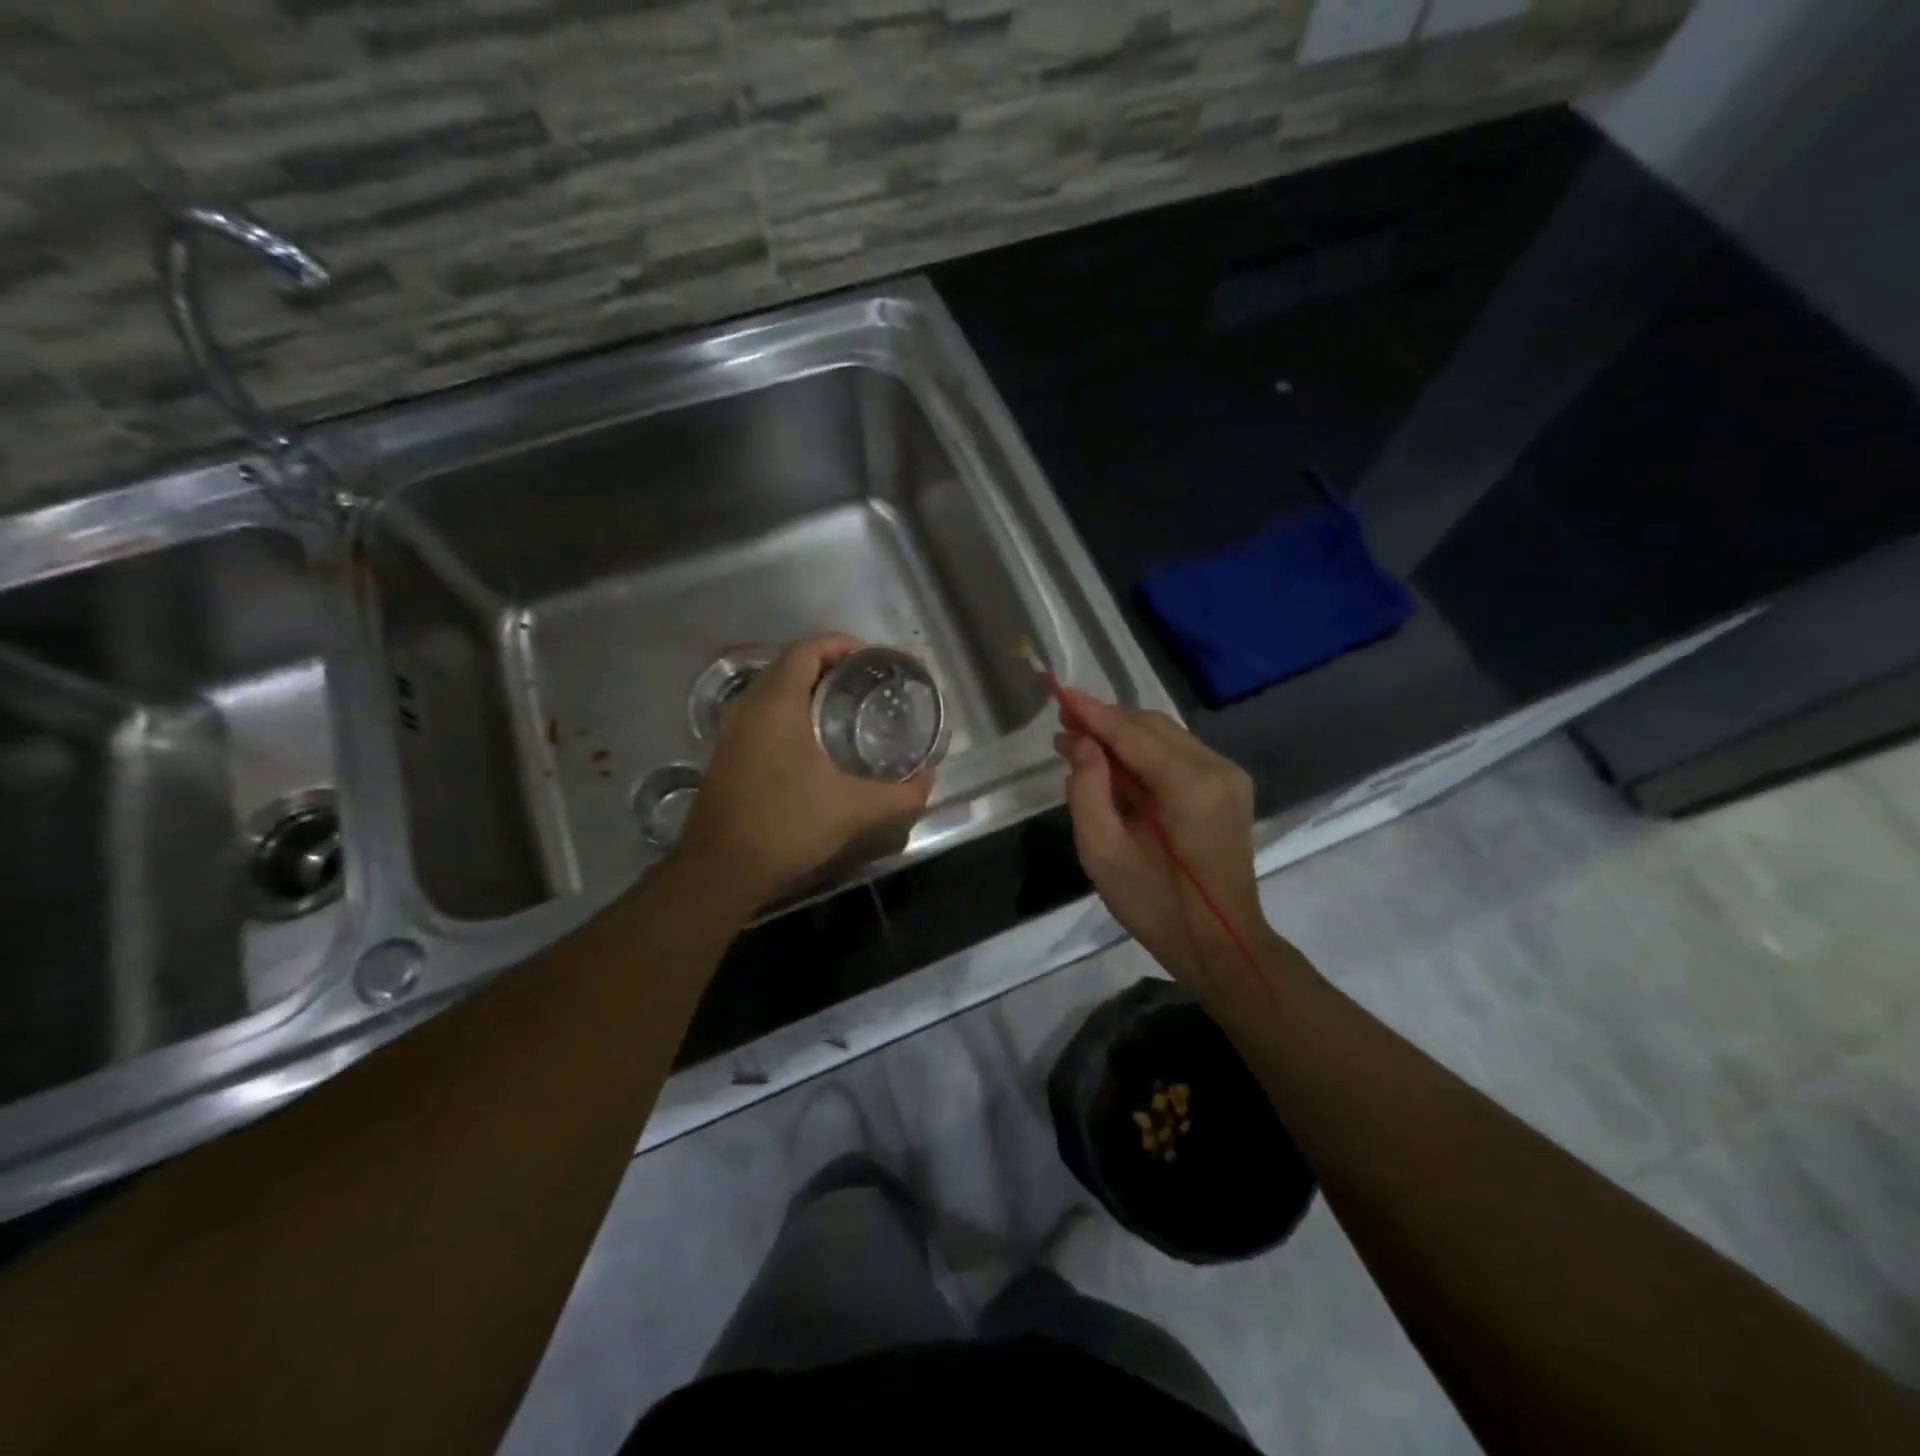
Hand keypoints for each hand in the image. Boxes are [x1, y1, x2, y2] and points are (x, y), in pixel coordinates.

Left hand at [678, 635, 932, 903]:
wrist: (720, 870)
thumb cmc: (786, 825)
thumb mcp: (853, 809)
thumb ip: (900, 794)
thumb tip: (929, 780)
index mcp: (775, 704)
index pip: (806, 650)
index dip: (840, 645)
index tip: (871, 658)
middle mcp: (748, 708)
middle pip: (788, 666)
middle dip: (827, 665)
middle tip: (865, 683)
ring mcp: (731, 732)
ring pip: (771, 692)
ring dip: (806, 690)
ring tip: (845, 708)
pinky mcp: (726, 756)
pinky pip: (761, 716)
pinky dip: (789, 713)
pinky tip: (814, 743)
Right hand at [1055, 689, 1262, 984]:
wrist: (1221, 945)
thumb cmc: (1156, 906)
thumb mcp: (1104, 853)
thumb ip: (1087, 790)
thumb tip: (1080, 743)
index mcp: (1190, 786)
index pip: (1132, 733)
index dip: (1092, 713)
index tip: (1057, 694)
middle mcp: (1217, 769)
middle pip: (1151, 726)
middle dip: (1105, 723)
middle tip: (1063, 730)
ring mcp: (1229, 777)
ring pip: (1166, 736)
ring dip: (1123, 737)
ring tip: (1080, 746)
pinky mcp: (1229, 789)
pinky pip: (1179, 755)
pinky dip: (1144, 753)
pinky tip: (1116, 767)